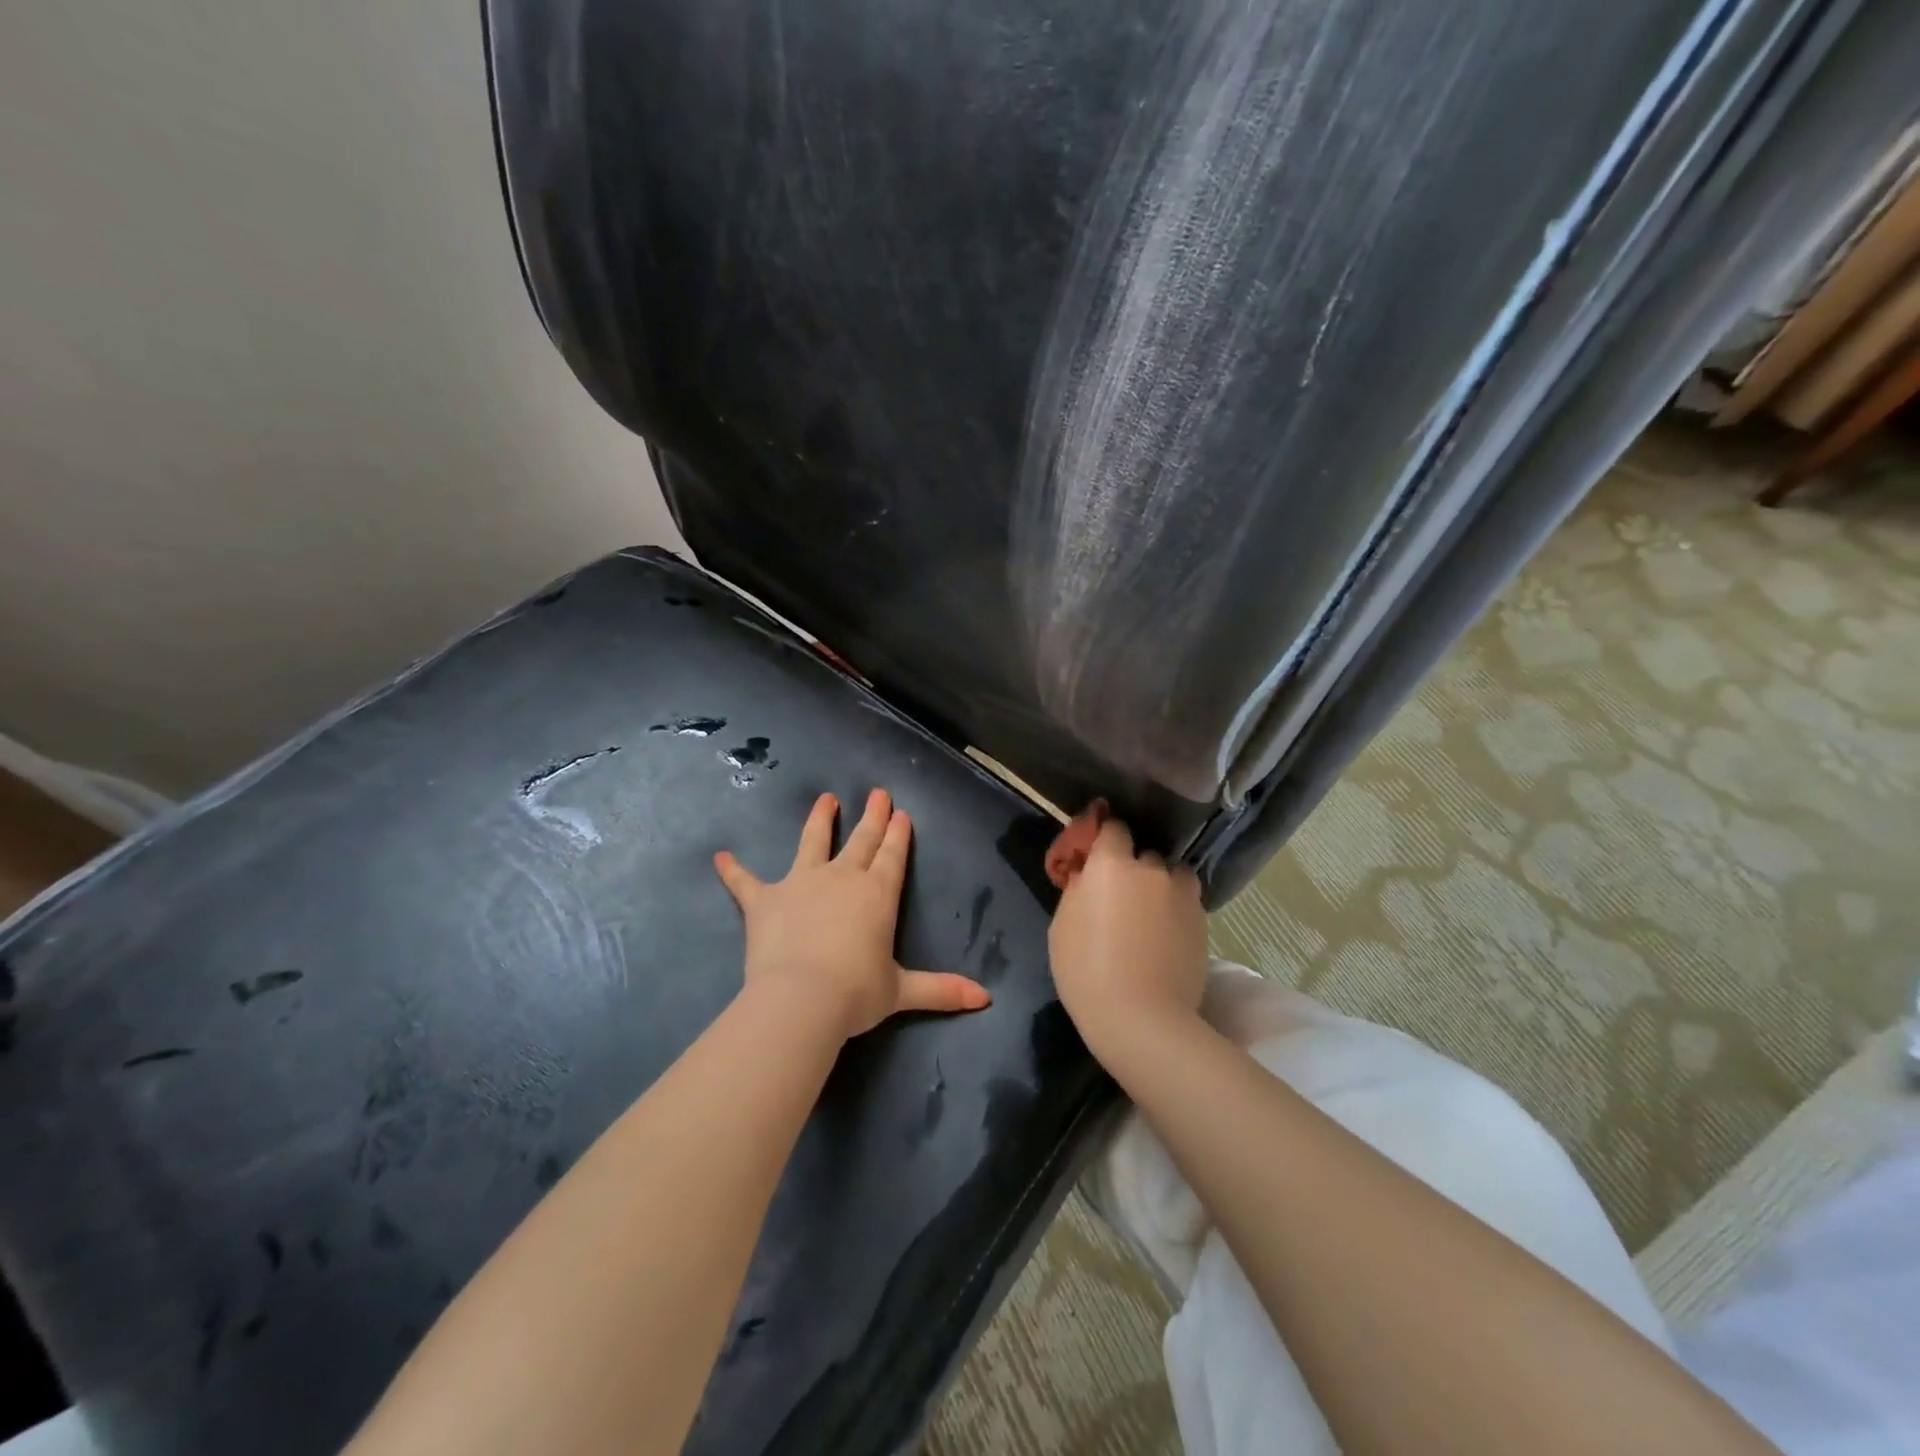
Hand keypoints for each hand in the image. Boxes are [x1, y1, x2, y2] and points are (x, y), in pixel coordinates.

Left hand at [714, 789, 991, 1040]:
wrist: (801, 999)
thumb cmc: (856, 993)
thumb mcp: (902, 991)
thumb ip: (942, 990)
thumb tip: (986, 999)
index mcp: (877, 894)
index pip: (892, 856)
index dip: (897, 834)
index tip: (900, 813)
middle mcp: (842, 878)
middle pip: (861, 840)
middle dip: (872, 816)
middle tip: (877, 793)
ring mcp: (802, 883)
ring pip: (812, 842)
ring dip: (820, 820)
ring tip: (825, 799)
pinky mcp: (765, 900)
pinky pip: (745, 882)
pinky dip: (733, 871)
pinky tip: (720, 857)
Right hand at [1048, 818, 1207, 1057]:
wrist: (1142, 1019)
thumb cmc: (1087, 971)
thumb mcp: (1062, 926)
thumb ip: (1078, 889)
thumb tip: (1087, 875)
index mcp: (1112, 864)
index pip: (1113, 827)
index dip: (1105, 839)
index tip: (1097, 857)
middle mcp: (1151, 869)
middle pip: (1143, 853)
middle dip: (1133, 868)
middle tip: (1120, 896)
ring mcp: (1182, 894)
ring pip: (1172, 875)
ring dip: (1161, 884)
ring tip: (1150, 912)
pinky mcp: (1202, 920)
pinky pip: (1186, 900)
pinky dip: (1176, 908)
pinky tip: (1165, 934)